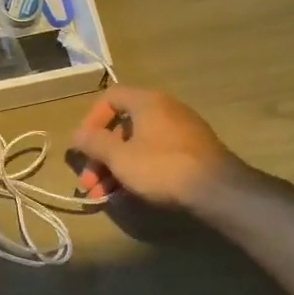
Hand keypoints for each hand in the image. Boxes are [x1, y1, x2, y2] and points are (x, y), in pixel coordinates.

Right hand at [69, 86, 236, 209]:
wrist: (216, 189)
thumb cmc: (161, 167)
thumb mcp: (119, 157)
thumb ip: (94, 143)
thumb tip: (77, 135)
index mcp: (147, 102)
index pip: (110, 98)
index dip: (90, 120)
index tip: (84, 146)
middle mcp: (165, 110)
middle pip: (121, 128)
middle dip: (99, 157)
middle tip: (88, 184)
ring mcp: (180, 132)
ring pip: (136, 146)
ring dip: (113, 170)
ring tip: (101, 196)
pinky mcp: (189, 153)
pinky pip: (153, 156)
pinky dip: (135, 171)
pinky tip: (125, 195)